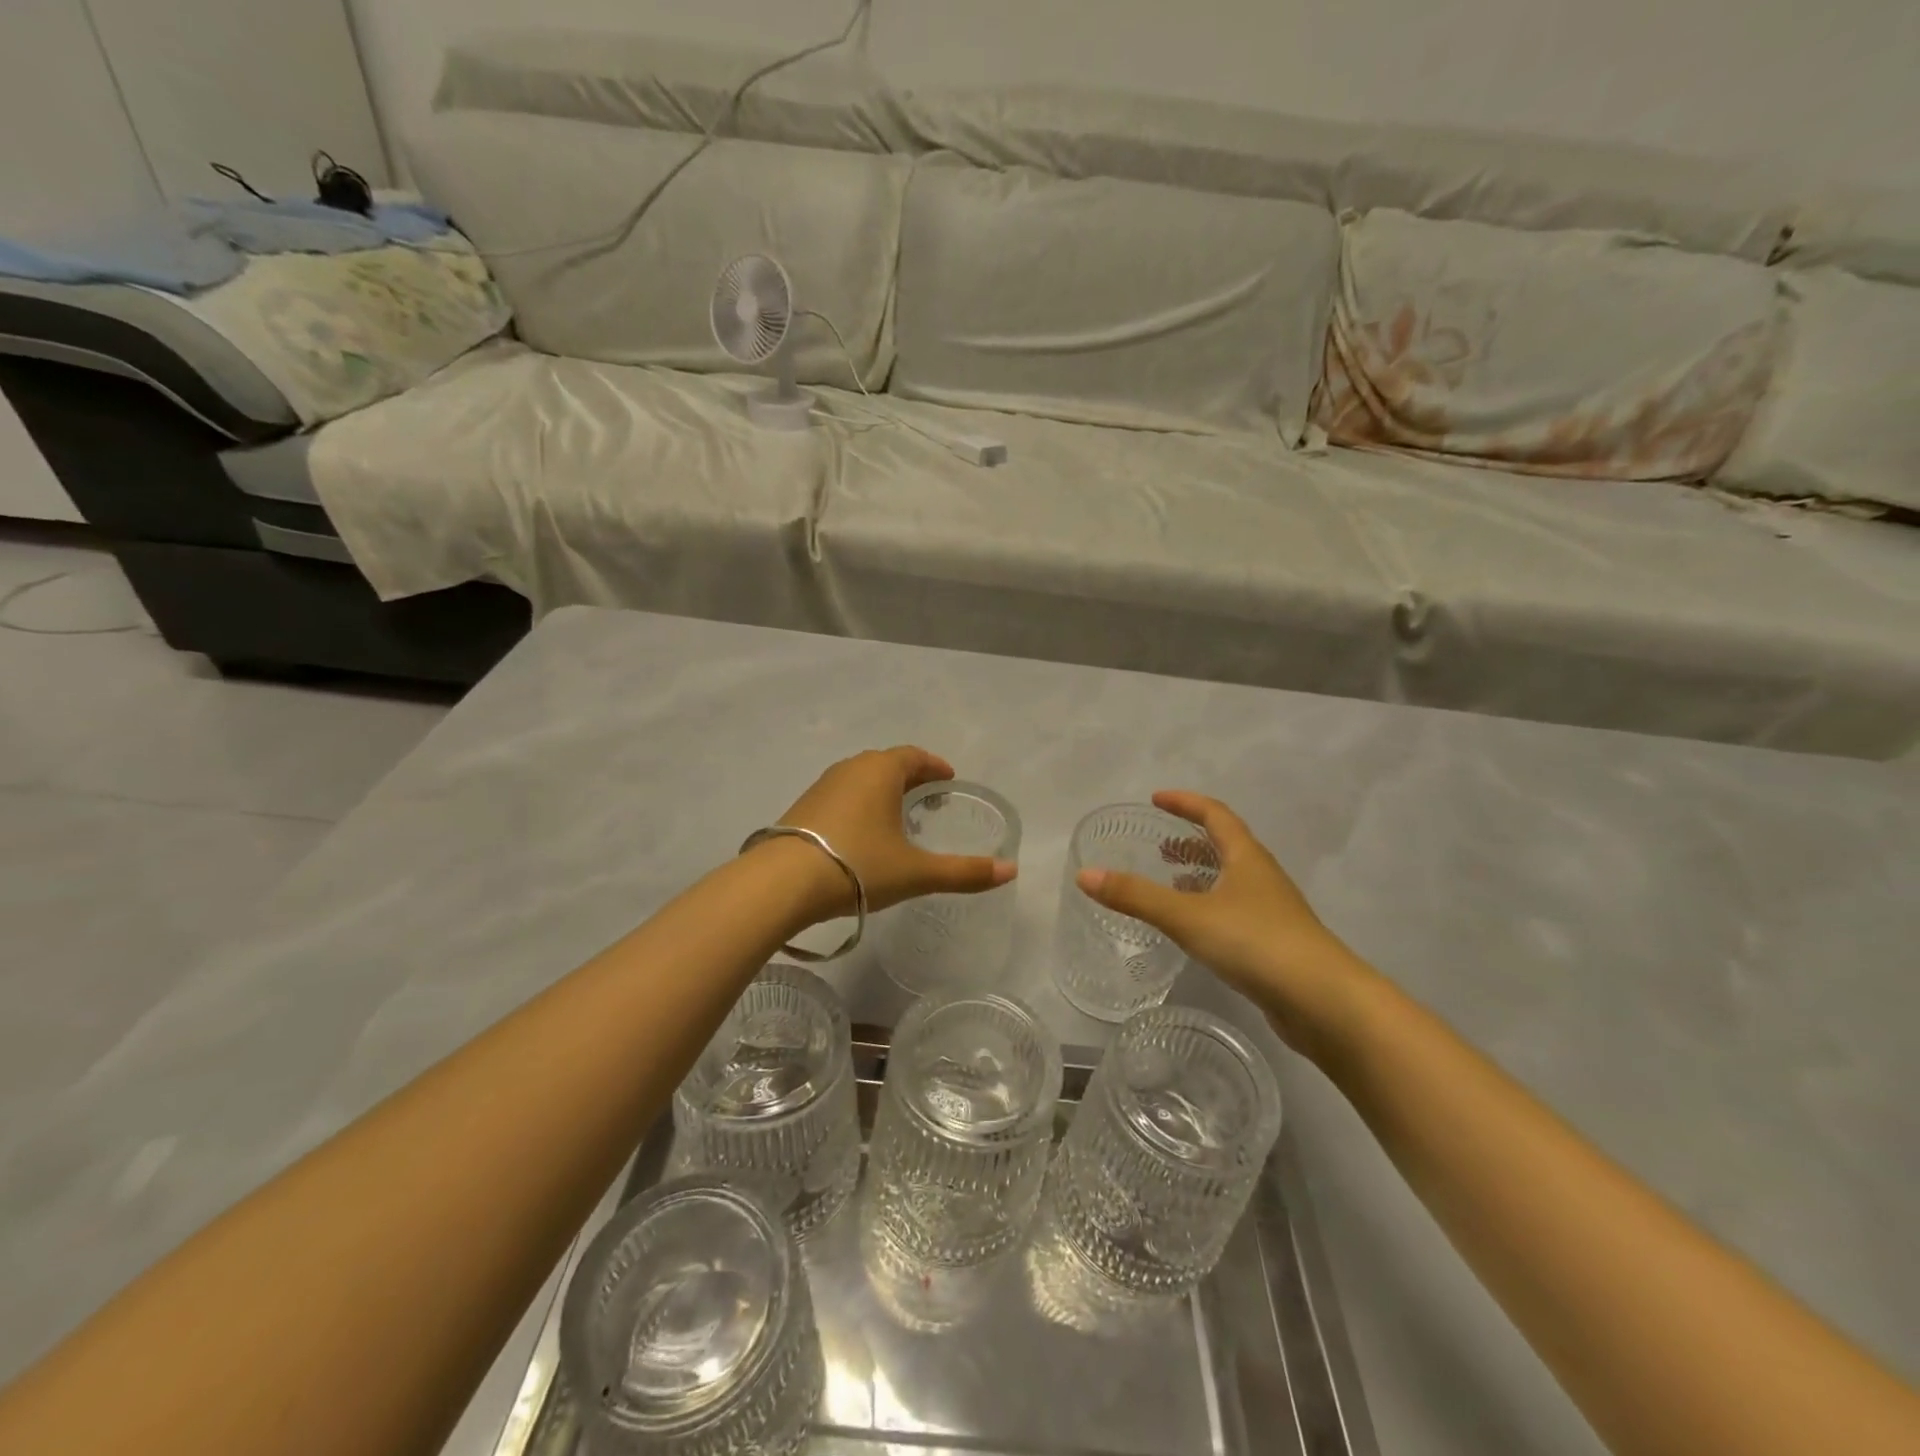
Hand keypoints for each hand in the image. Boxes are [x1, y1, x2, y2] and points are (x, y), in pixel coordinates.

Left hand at [774, 746, 1016, 916]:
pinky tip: (861, 833)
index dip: (935, 766)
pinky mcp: (802, 807)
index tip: (948, 779)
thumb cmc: (858, 866)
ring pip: (861, 779)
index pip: (914, 756)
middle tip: (928, 798)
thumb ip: (964, 872)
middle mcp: (851, 768)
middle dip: (911, 777)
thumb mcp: (916, 872)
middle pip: (887, 764)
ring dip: (883, 790)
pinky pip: (841, 795)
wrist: (782, 882)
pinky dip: (859, 804)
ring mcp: (822, 786)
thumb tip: (1011, 871)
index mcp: (881, 770)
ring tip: (897, 816)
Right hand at [1075, 791, 1374, 1057]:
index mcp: (1247, 857)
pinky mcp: (1275, 944)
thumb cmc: (1256, 943)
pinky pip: (1235, 910)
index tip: (1156, 800)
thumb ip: (1135, 896)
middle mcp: (1262, 877)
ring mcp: (1272, 911)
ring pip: (1232, 880)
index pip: (1215, 814)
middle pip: (1226, 845)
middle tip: (1159, 846)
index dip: (1186, 803)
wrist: (1324, 1003)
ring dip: (1201, 875)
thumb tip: (1085, 875)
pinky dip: (1210, 906)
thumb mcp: (1187, 916)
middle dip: (1191, 841)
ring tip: (1170, 883)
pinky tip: (1194, 929)